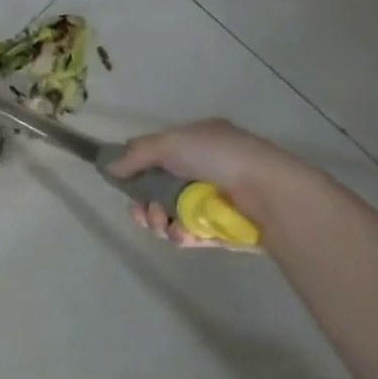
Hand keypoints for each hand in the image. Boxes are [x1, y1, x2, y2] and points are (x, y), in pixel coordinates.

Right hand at [106, 118, 294, 248]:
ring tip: (165, 224)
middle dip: (145, 204)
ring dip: (160, 221)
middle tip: (144, 213)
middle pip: (158, 190)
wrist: (269, 193)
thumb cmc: (218, 158)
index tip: (124, 186)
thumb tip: (107, 166)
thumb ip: (135, 155)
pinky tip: (184, 234)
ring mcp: (212, 201)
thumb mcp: (170, 143)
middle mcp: (204, 169)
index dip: (136, 172)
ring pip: (170, 215)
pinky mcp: (220, 229)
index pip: (157, 157)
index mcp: (196, 143)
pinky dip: (181, 235)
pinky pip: (189, 234)